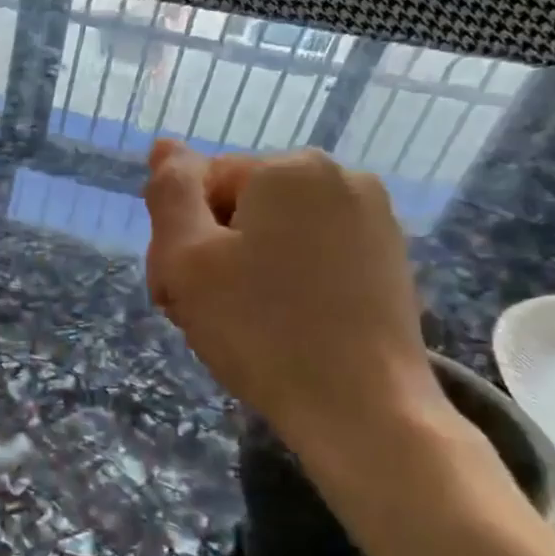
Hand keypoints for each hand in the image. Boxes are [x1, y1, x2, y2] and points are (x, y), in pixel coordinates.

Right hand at [142, 140, 443, 450]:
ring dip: (244, 269)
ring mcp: (374, 218)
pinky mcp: (389, 259)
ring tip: (240, 325)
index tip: (177, 291)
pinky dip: (287, 281)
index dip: (177, 237)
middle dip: (211, 253)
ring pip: (274, 231)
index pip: (200, 185)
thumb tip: (164, 145)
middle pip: (239, 205)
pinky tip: (281, 325)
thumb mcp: (187, 258)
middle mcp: (340, 176)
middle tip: (201, 313)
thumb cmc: (260, 329)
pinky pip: (313, 253)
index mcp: (289, 168)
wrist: (363, 410)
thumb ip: (169, 193)